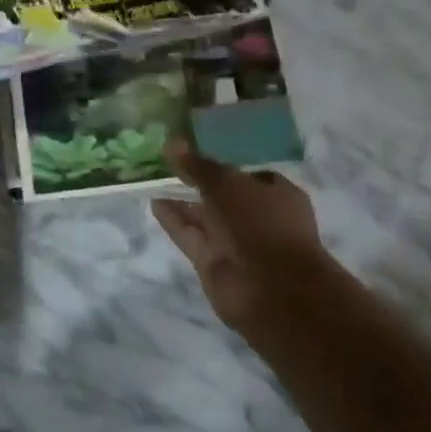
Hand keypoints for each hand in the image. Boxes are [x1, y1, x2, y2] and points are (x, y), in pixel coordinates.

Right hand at [151, 141, 329, 333]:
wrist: (270, 288)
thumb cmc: (260, 223)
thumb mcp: (227, 184)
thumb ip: (198, 166)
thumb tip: (172, 143)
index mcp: (277, 195)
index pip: (248, 176)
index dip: (222, 167)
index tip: (194, 156)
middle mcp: (258, 218)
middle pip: (223, 198)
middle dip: (198, 184)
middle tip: (167, 166)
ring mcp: (236, 244)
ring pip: (205, 218)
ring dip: (182, 202)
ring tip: (153, 182)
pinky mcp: (215, 264)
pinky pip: (192, 236)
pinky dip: (175, 221)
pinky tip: (155, 204)